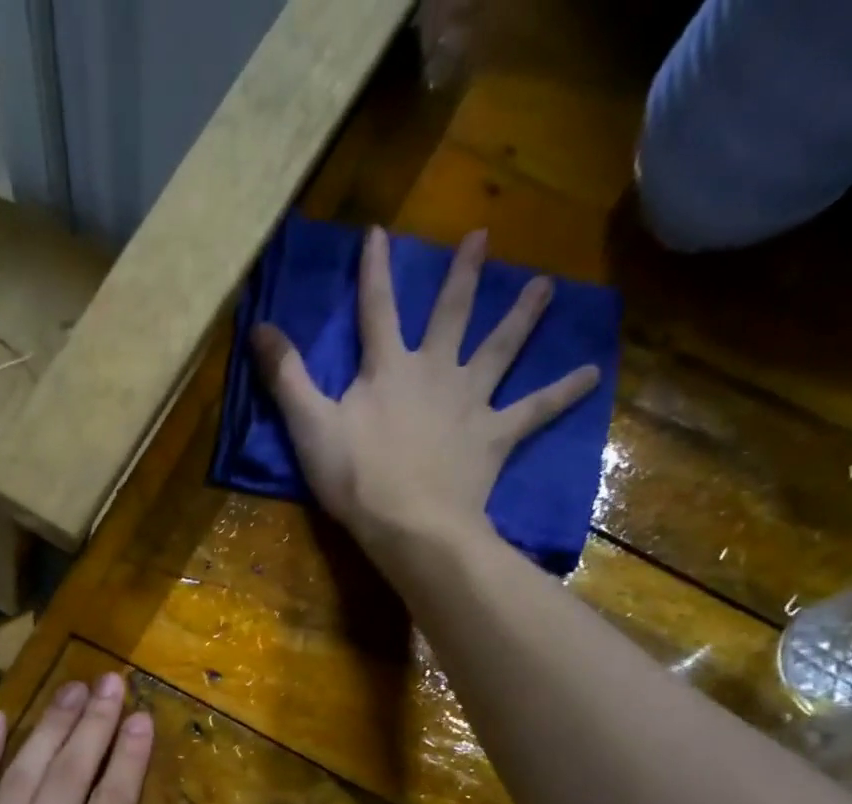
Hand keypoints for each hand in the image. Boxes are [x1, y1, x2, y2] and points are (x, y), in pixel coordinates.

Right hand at [251, 226, 599, 565]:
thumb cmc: (356, 478)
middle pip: (451, 315)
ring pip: (499, 350)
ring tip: (547, 288)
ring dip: (522, 318)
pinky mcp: (495, 436)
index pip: (377, 309)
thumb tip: (259, 326)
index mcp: (387, 368)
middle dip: (463, 275)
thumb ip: (286, 376)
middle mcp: (434, 372)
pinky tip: (592, 375)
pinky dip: (562, 393)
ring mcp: (470, 402)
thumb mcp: (309, 426)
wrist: (410, 523)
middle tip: (484, 237)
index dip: (375, 271)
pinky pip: (534, 410)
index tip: (379, 232)